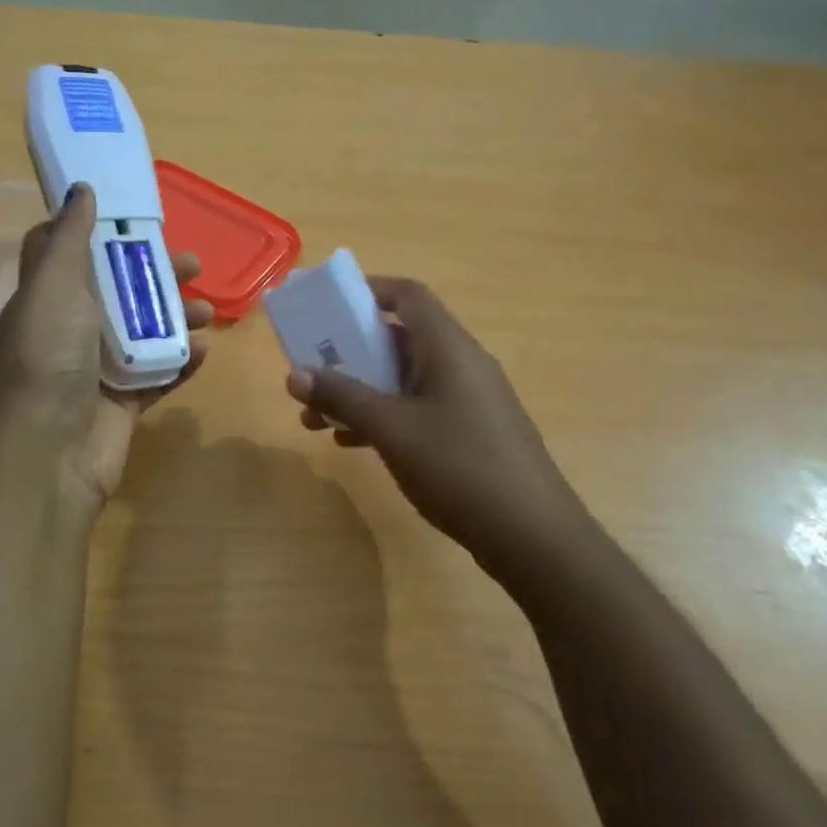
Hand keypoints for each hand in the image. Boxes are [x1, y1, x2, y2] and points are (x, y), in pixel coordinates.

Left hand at [0, 184, 209, 513]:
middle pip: (118, 291)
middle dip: (156, 275)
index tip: (135, 217)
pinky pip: (159, 374)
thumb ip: (68, 239)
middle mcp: (70, 330)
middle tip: (195, 266)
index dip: (99, 233)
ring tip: (209, 313)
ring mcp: (98, 369)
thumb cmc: (48, 358)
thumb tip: (80, 189)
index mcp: (47, 298)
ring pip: (145, 332)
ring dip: (177, 318)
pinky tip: (204, 352)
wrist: (49, 453)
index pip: (69, 255)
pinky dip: (181, 361)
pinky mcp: (123, 402)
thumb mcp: (52, 287)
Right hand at [285, 276, 602, 598]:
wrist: (532, 536)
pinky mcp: (469, 432)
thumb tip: (294, 374)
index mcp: (448, 348)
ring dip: (359, 391)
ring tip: (316, 419)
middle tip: (311, 373)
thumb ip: (342, 396)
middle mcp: (460, 365)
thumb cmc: (460, 467)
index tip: (328, 309)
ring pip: (403, 379)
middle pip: (398, 340)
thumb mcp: (391, 429)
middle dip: (349, 355)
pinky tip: (351, 443)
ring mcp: (468, 400)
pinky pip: (417, 408)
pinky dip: (382, 416)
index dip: (368, 291)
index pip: (408, 296)